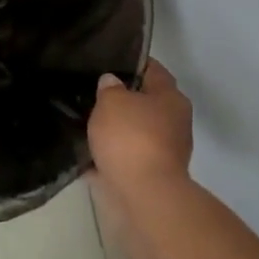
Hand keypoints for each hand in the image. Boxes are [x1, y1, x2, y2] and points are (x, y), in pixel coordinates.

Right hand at [87, 60, 193, 234]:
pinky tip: (87, 155)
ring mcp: (165, 151)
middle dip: (121, 100)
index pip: (153, 70)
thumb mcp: (112, 102)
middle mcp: (174, 122)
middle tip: (91, 95)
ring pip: (135, 132)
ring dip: (115, 131)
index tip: (108, 61)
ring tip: (84, 125)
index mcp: (170, 98)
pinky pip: (126, 158)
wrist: (145, 196)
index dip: (131, 63)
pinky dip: (111, 157)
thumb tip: (112, 82)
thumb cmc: (131, 138)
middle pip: (145, 103)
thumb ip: (109, 88)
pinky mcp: (152, 176)